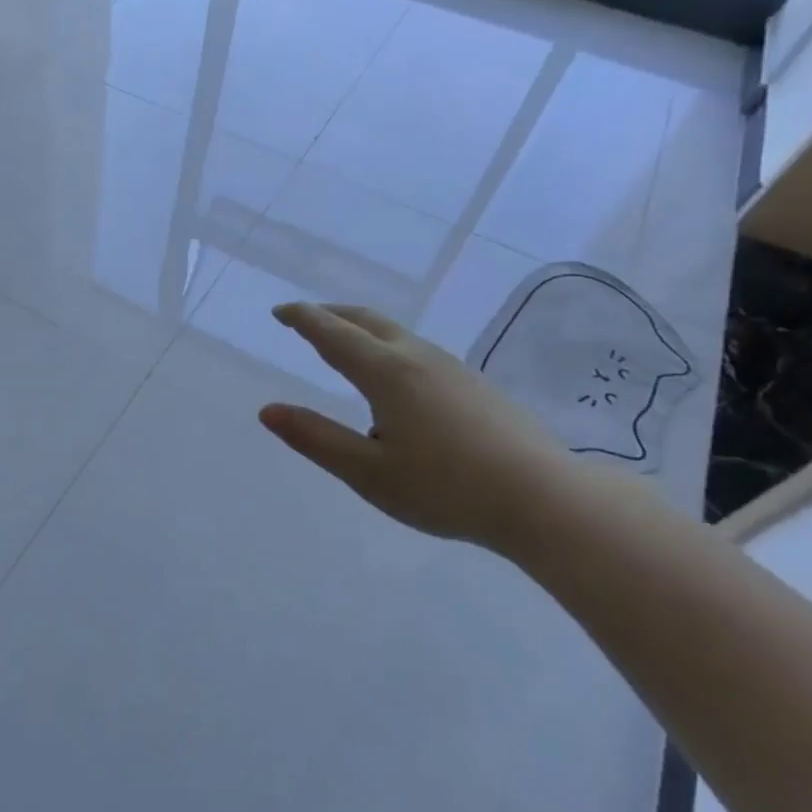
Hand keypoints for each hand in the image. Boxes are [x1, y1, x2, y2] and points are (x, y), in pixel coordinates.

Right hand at [258, 302, 594, 554]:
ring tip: (345, 346)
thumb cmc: (446, 488)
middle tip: (306, 318)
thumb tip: (267, 411)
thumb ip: (315, 438)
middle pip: (367, 321)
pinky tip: (395, 382)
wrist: (544, 499)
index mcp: (386, 373)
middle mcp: (418, 358)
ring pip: (396, 333)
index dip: (303, 319)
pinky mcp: (475, 385)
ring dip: (362, 330)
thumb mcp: (367, 472)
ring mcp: (452, 368)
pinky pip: (418, 351)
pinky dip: (388, 348)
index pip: (333, 334)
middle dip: (332, 314)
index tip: (281, 312)